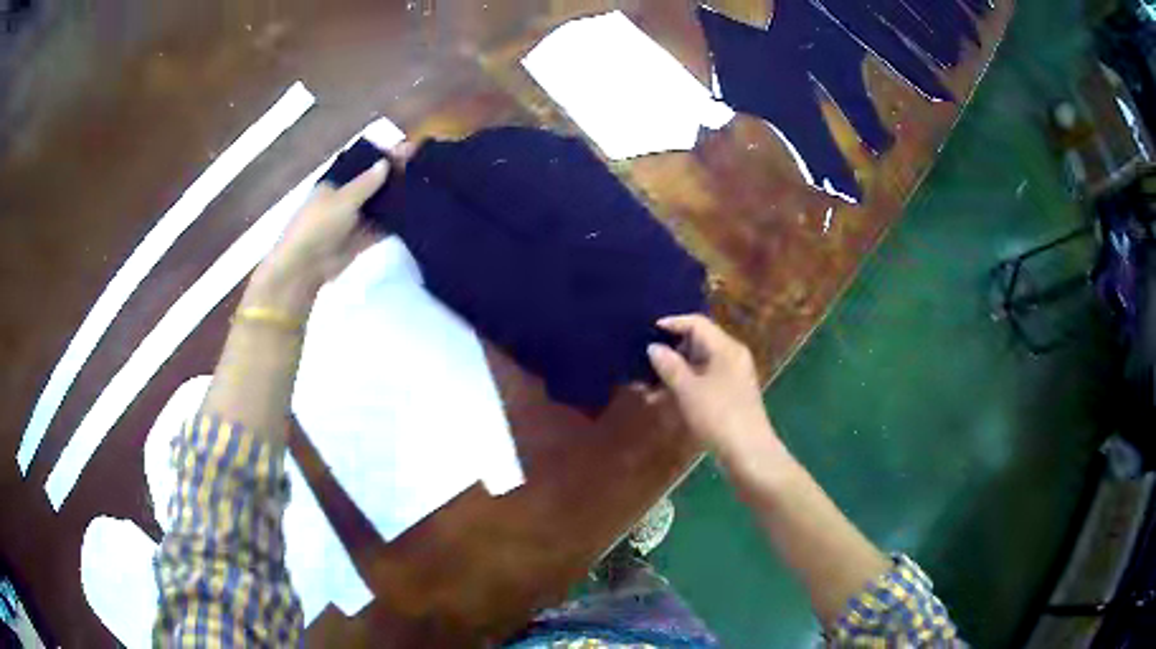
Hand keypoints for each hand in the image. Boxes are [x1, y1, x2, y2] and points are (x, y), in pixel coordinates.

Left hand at [262, 143, 409, 288]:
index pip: (362, 166)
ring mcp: (352, 222)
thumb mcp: (342, 199)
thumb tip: (386, 163)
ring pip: (378, 208)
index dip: (382, 158)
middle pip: (373, 186)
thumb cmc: (318, 225)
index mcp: (334, 184)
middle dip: (393, 179)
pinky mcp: (360, 242)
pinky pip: (380, 229)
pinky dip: (395, 223)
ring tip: (426, 188)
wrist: (304, 267)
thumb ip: (366, 183)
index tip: (407, 150)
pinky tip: (416, 215)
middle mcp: (343, 201)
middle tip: (422, 168)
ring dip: (396, 201)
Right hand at [647, 314, 781, 464]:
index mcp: (726, 348)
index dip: (672, 323)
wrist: (748, 453)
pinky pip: (703, 381)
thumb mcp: (688, 390)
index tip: (646, 330)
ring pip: (698, 365)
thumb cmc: (718, 416)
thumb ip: (669, 366)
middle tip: (642, 360)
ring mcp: (732, 377)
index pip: (697, 323)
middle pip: (698, 343)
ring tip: (646, 386)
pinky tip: (663, 400)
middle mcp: (732, 357)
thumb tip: (653, 347)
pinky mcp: (730, 396)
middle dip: (669, 352)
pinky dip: (684, 386)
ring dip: (673, 373)